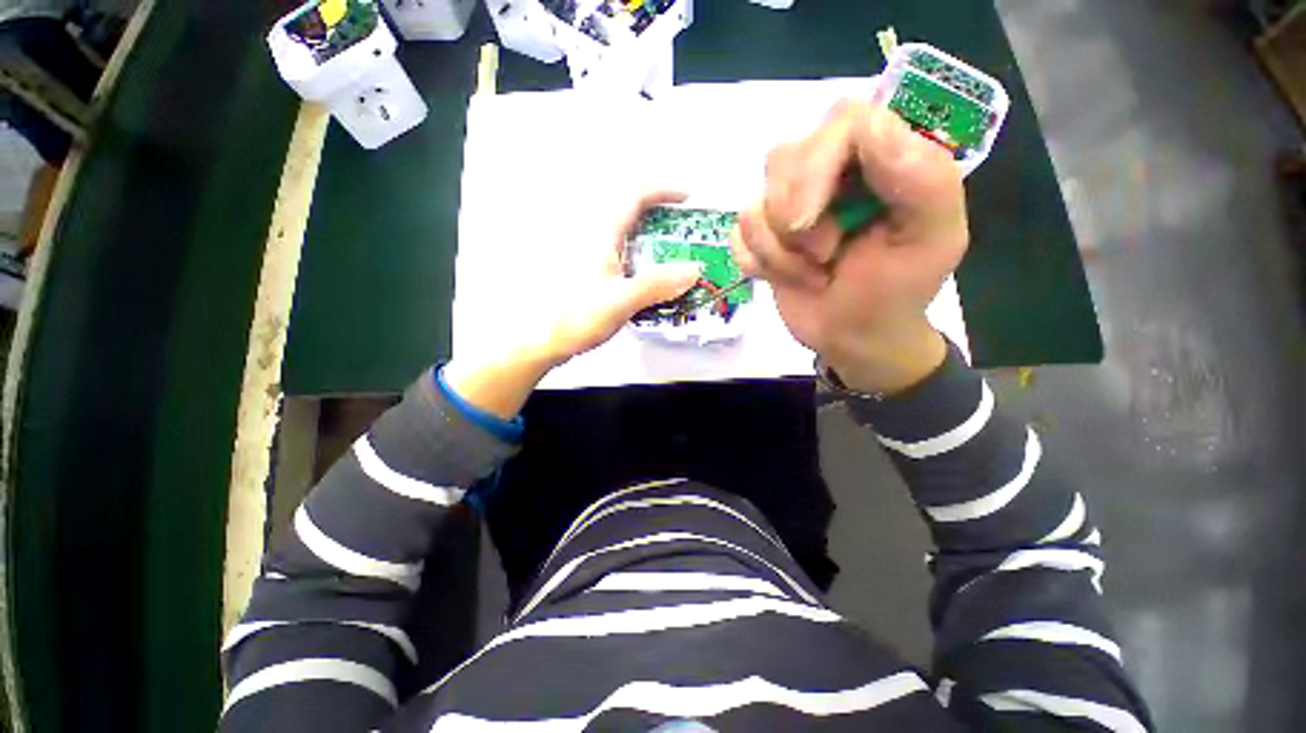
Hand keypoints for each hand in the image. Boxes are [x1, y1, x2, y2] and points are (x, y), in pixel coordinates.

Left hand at [444, 192, 701, 417]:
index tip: (686, 200)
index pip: (635, 197)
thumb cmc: (574, 316)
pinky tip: (650, 283)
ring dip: (653, 243)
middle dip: (662, 220)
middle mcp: (595, 239)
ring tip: (673, 260)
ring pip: (628, 238)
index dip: (663, 192)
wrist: (542, 339)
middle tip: (684, 236)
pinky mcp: (591, 273)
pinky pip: (623, 258)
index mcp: (601, 236)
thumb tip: (692, 270)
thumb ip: (658, 285)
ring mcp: (592, 256)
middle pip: (633, 215)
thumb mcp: (622, 300)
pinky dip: (642, 262)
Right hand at [732, 100, 968, 393]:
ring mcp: (789, 203)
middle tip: (826, 255)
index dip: (818, 165)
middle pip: (783, 158)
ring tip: (813, 271)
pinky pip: (738, 236)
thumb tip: (871, 123)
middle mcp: (830, 168)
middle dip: (796, 220)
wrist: (854, 337)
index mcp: (882, 156)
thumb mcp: (933, 240)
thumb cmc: (897, 291)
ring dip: (779, 251)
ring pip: (754, 204)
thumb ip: (924, 179)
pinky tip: (782, 278)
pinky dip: (758, 264)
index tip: (812, 220)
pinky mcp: (761, 234)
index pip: (839, 119)